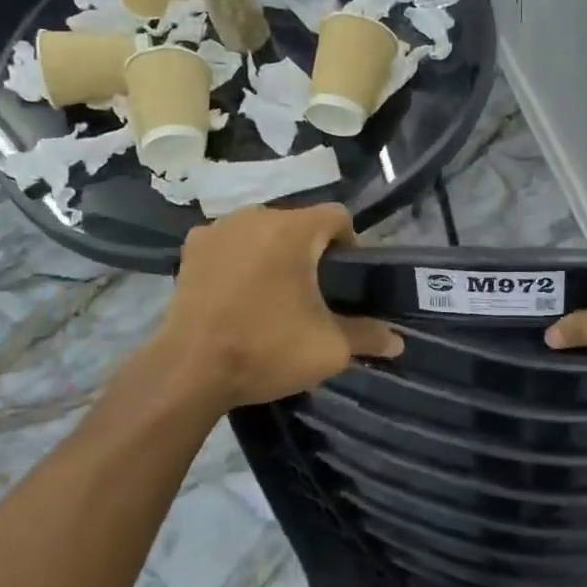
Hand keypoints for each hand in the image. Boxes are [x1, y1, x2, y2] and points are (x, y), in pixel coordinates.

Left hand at [142, 204, 400, 417]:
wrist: (189, 370)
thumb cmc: (267, 348)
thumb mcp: (329, 349)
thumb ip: (367, 336)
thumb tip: (397, 342)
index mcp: (294, 229)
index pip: (338, 216)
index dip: (350, 244)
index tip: (346, 280)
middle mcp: (256, 215)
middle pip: (299, 223)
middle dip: (311, 250)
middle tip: (313, 292)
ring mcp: (219, 229)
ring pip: (262, 231)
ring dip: (274, 252)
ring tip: (274, 293)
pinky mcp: (191, 249)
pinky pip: (229, 243)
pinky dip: (239, 258)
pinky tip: (236, 291)